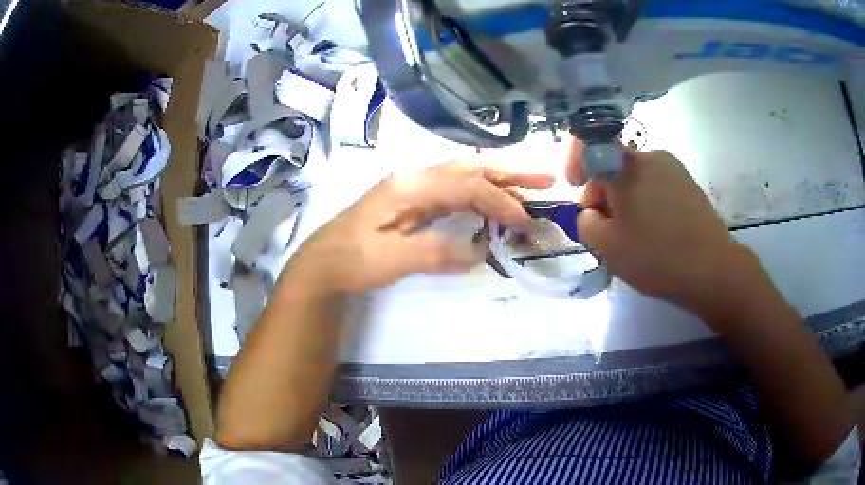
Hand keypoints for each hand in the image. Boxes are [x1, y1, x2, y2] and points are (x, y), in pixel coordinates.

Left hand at [289, 161, 553, 292]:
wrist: (323, 263)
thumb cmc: (352, 259)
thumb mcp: (390, 259)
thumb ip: (433, 253)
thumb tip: (478, 252)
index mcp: (409, 185)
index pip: (465, 185)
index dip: (499, 201)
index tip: (525, 221)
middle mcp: (415, 178)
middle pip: (469, 169)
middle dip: (509, 173)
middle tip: (546, 179)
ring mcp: (414, 189)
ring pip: (464, 177)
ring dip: (498, 181)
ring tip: (532, 187)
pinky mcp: (414, 202)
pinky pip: (454, 192)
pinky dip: (480, 195)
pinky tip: (495, 201)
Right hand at [566, 139, 747, 306]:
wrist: (712, 268)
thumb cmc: (656, 256)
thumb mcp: (607, 247)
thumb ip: (586, 223)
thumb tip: (591, 213)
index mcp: (625, 166)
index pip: (590, 145)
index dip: (576, 162)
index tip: (574, 186)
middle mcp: (650, 156)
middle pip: (614, 164)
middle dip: (602, 191)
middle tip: (605, 227)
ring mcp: (673, 168)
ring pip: (636, 176)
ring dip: (625, 198)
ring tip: (632, 233)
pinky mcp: (689, 183)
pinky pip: (656, 184)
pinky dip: (646, 201)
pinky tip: (655, 230)